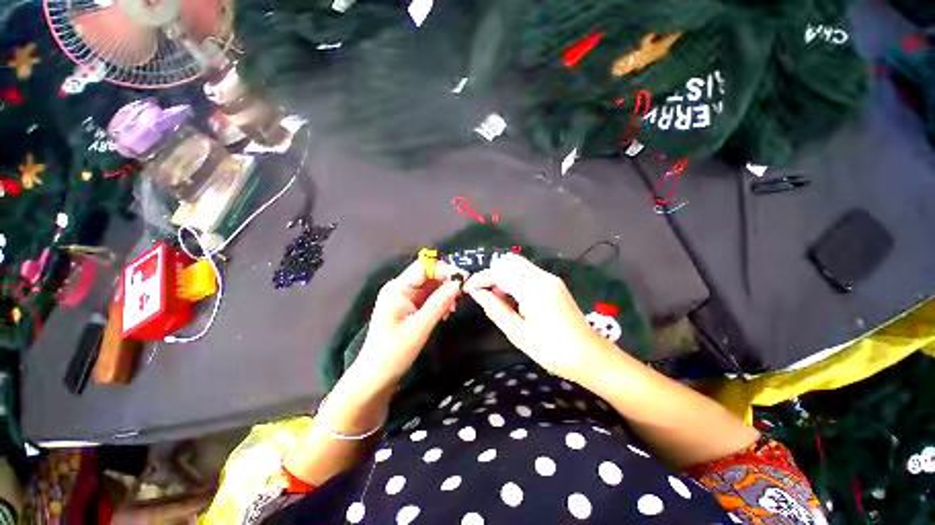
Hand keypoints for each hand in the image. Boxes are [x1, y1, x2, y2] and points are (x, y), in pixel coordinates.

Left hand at [351, 259, 463, 387]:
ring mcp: (403, 298)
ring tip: (454, 307)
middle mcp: (399, 288)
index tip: (463, 277)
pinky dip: (438, 301)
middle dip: (446, 281)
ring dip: (444, 293)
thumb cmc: (394, 351)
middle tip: (462, 294)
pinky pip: (427, 297)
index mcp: (397, 288)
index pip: (424, 268)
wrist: (376, 376)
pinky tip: (446, 312)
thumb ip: (439, 302)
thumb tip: (458, 283)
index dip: (444, 269)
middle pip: (427, 275)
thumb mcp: (420, 327)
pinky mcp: (408, 307)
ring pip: (429, 286)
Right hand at [465, 254, 607, 380]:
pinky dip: (514, 279)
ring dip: (503, 275)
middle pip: (509, 261)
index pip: (499, 273)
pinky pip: (528, 273)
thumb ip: (495, 308)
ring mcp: (550, 279)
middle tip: (484, 293)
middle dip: (492, 273)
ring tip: (496, 297)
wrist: (590, 356)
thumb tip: (477, 293)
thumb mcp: (518, 333)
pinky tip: (512, 298)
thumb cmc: (552, 350)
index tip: (467, 289)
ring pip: (518, 265)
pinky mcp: (554, 284)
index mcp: (533, 289)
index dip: (480, 278)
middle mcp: (542, 277)